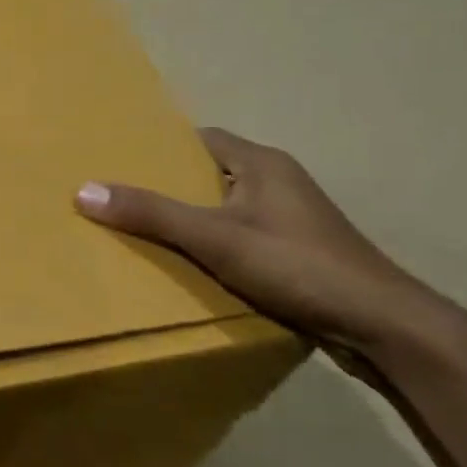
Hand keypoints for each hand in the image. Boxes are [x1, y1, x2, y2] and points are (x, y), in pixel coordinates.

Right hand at [75, 128, 453, 358]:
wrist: (381, 326)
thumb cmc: (298, 266)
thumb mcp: (216, 239)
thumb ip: (152, 214)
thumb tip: (84, 190)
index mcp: (261, 164)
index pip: (201, 140)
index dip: (160, 148)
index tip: (119, 162)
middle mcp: (277, 182)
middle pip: (209, 174)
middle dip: (168, 186)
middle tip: (119, 199)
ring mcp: (290, 220)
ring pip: (224, 208)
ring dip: (190, 219)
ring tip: (141, 233)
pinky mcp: (295, 252)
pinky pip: (239, 236)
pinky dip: (211, 245)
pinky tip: (186, 265)